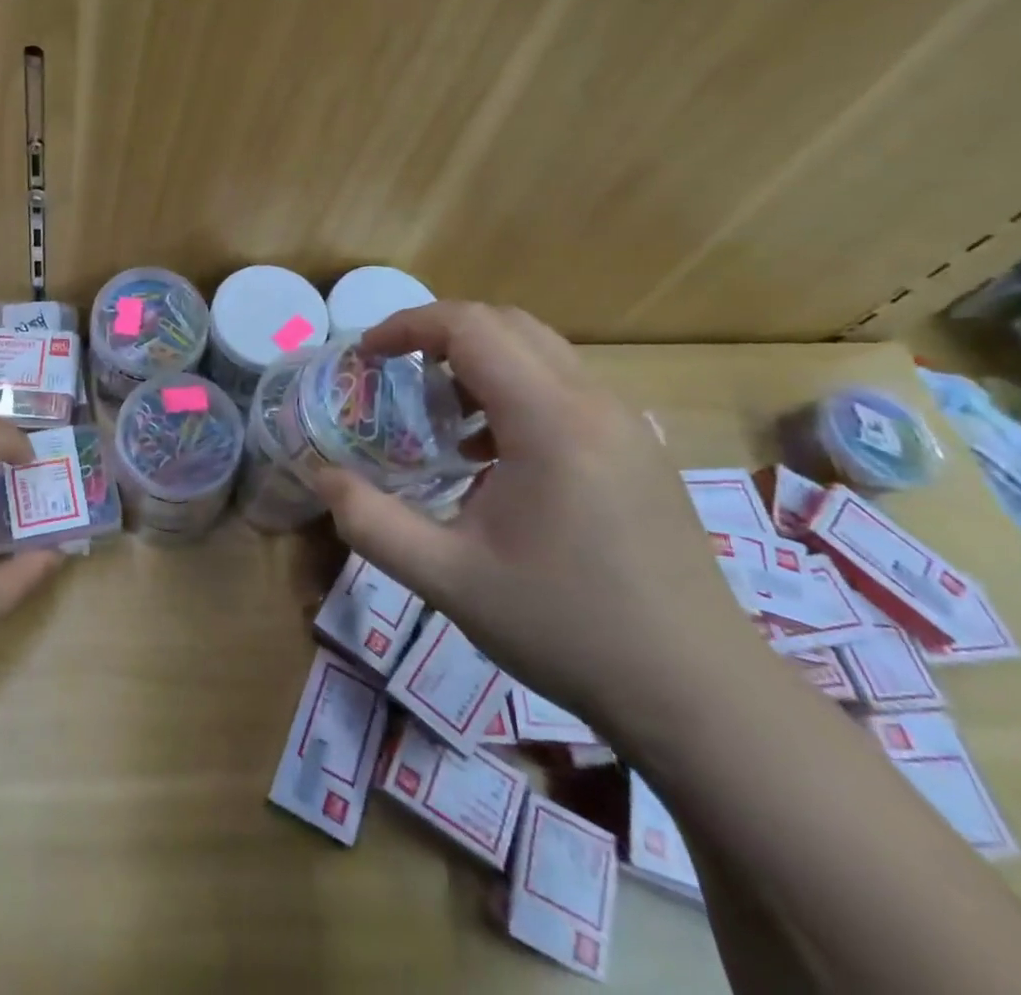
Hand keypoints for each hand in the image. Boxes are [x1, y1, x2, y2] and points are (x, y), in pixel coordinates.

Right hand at [316, 303, 764, 741]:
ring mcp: (625, 424)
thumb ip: (371, 522)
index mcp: (550, 421)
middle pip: (507, 324)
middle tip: (394, 375)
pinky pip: (564, 388)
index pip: (471, 327)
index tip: (367, 355)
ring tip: (438, 416)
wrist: (700, 695)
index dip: (408, 327)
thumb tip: (320, 476)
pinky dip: (513, 391)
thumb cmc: (567, 629)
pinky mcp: (638, 450)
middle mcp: (594, 403)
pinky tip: (491, 455)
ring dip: (478, 363)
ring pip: (540, 352)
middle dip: (439, 335)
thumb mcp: (447, 579)